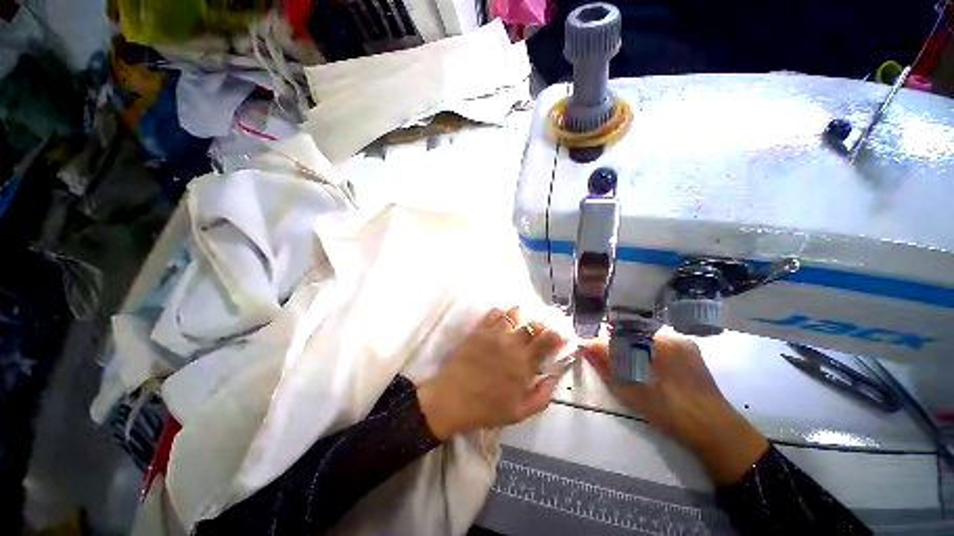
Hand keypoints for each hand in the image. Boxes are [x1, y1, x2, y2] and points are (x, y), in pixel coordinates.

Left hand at [417, 307, 567, 440]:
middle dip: (542, 325)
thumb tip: (554, 378)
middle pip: (533, 324)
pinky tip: (503, 319)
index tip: (560, 337)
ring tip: (521, 322)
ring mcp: (494, 333)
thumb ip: (542, 397)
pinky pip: (494, 313)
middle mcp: (512, 343)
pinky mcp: (479, 330)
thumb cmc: (486, 408)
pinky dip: (502, 313)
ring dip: (522, 316)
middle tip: (541, 331)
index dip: (558, 335)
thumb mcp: (519, 413)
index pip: (548, 340)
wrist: (451, 398)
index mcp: (524, 363)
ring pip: (514, 314)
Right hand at [582, 332, 767, 485]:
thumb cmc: (668, 410)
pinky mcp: (690, 350)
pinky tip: (650, 368)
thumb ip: (606, 365)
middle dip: (617, 346)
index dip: (603, 343)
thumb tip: (585, 345)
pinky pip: (659, 343)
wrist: (713, 427)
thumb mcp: (630, 390)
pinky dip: (649, 352)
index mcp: (653, 343)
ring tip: (631, 368)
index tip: (592, 351)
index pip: (617, 334)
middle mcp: (667, 335)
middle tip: (612, 363)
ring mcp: (681, 341)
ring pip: (645, 338)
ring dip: (632, 348)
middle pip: (630, 333)